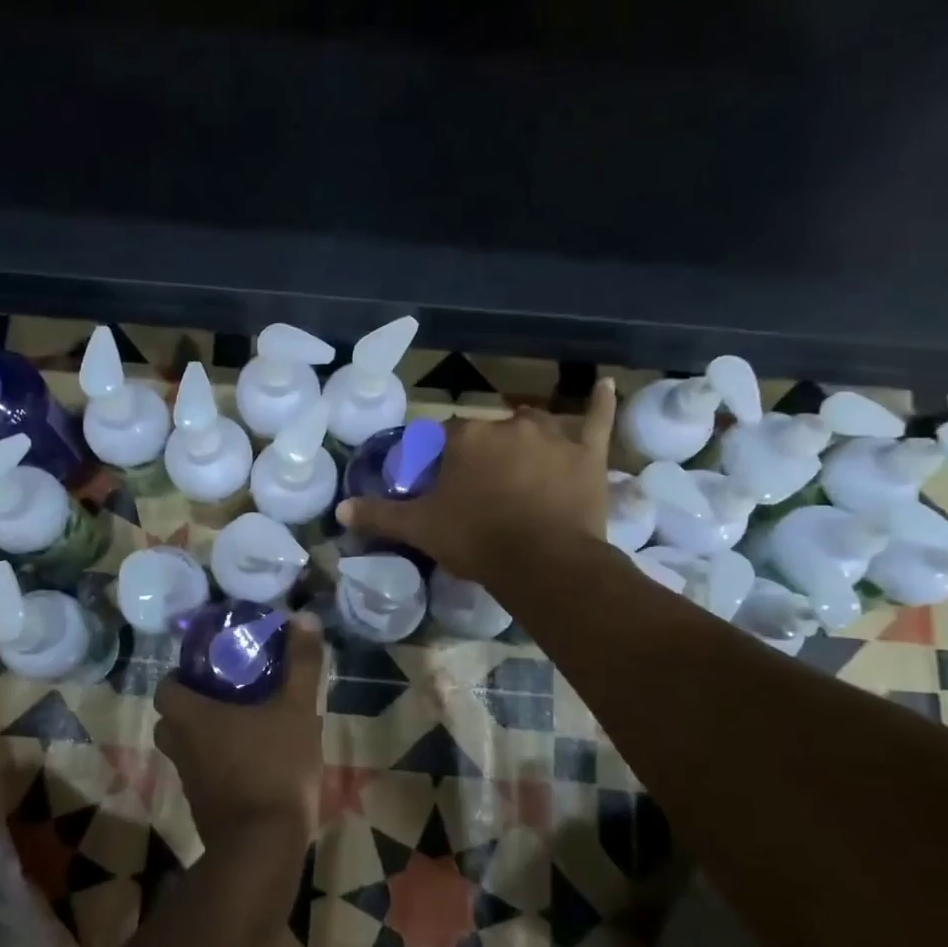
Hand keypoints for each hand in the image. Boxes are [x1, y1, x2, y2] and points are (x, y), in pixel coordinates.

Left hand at [152, 617, 326, 848]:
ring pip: (186, 748)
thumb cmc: (274, 767)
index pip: (166, 687)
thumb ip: (300, 664)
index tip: (212, 669)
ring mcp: (189, 781)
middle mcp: (180, 747)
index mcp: (191, 717)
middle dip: (195, 705)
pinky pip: (203, 774)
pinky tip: (253, 761)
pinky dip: (218, 764)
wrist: (263, 848)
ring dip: (206, 736)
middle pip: (172, 718)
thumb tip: (303, 617)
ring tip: (244, 724)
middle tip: (230, 693)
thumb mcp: (296, 709)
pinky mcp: (203, 808)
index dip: (182, 676)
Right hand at [336, 380, 617, 588]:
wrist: (542, 562)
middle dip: (481, 456)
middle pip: (488, 433)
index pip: (444, 439)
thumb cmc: (475, 540)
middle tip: (478, 490)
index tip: (440, 486)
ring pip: (533, 427)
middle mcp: (507, 426)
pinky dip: (601, 403)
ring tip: (521, 466)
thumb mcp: (420, 529)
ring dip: (524, 440)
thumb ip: (379, 515)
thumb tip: (340, 509)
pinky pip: (597, 420)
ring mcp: (552, 436)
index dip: (440, 462)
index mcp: (465, 438)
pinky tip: (607, 385)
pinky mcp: (587, 454)